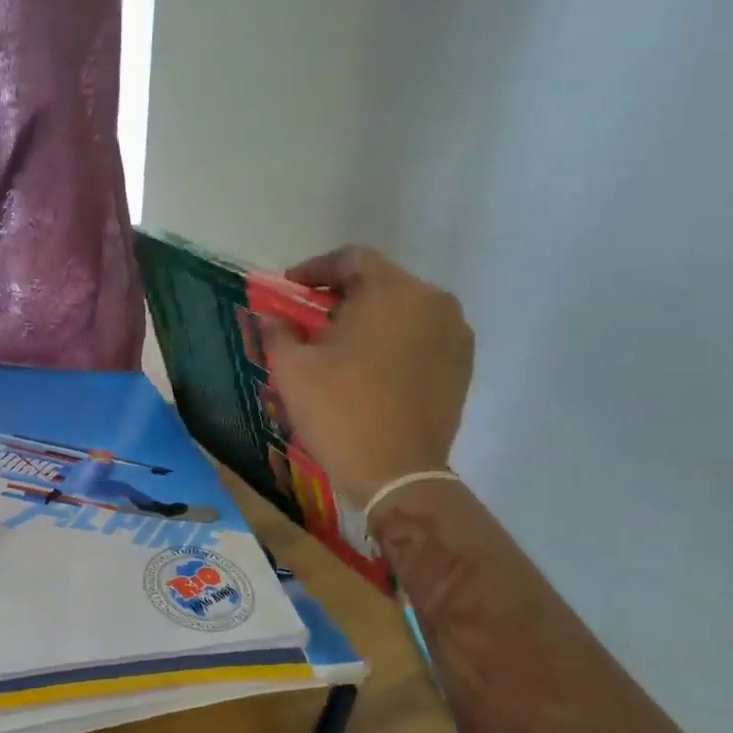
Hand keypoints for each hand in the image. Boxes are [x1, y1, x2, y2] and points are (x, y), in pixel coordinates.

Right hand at [263, 246, 473, 508]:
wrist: (397, 474)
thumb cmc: (339, 411)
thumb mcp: (292, 368)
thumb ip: (277, 330)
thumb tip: (270, 317)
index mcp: (391, 291)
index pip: (352, 259)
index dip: (315, 269)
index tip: (290, 288)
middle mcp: (432, 301)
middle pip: (381, 281)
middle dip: (342, 294)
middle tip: (310, 318)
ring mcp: (454, 333)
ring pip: (404, 308)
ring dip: (370, 317)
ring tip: (340, 344)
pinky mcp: (462, 365)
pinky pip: (422, 335)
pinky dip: (395, 339)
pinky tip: (370, 366)